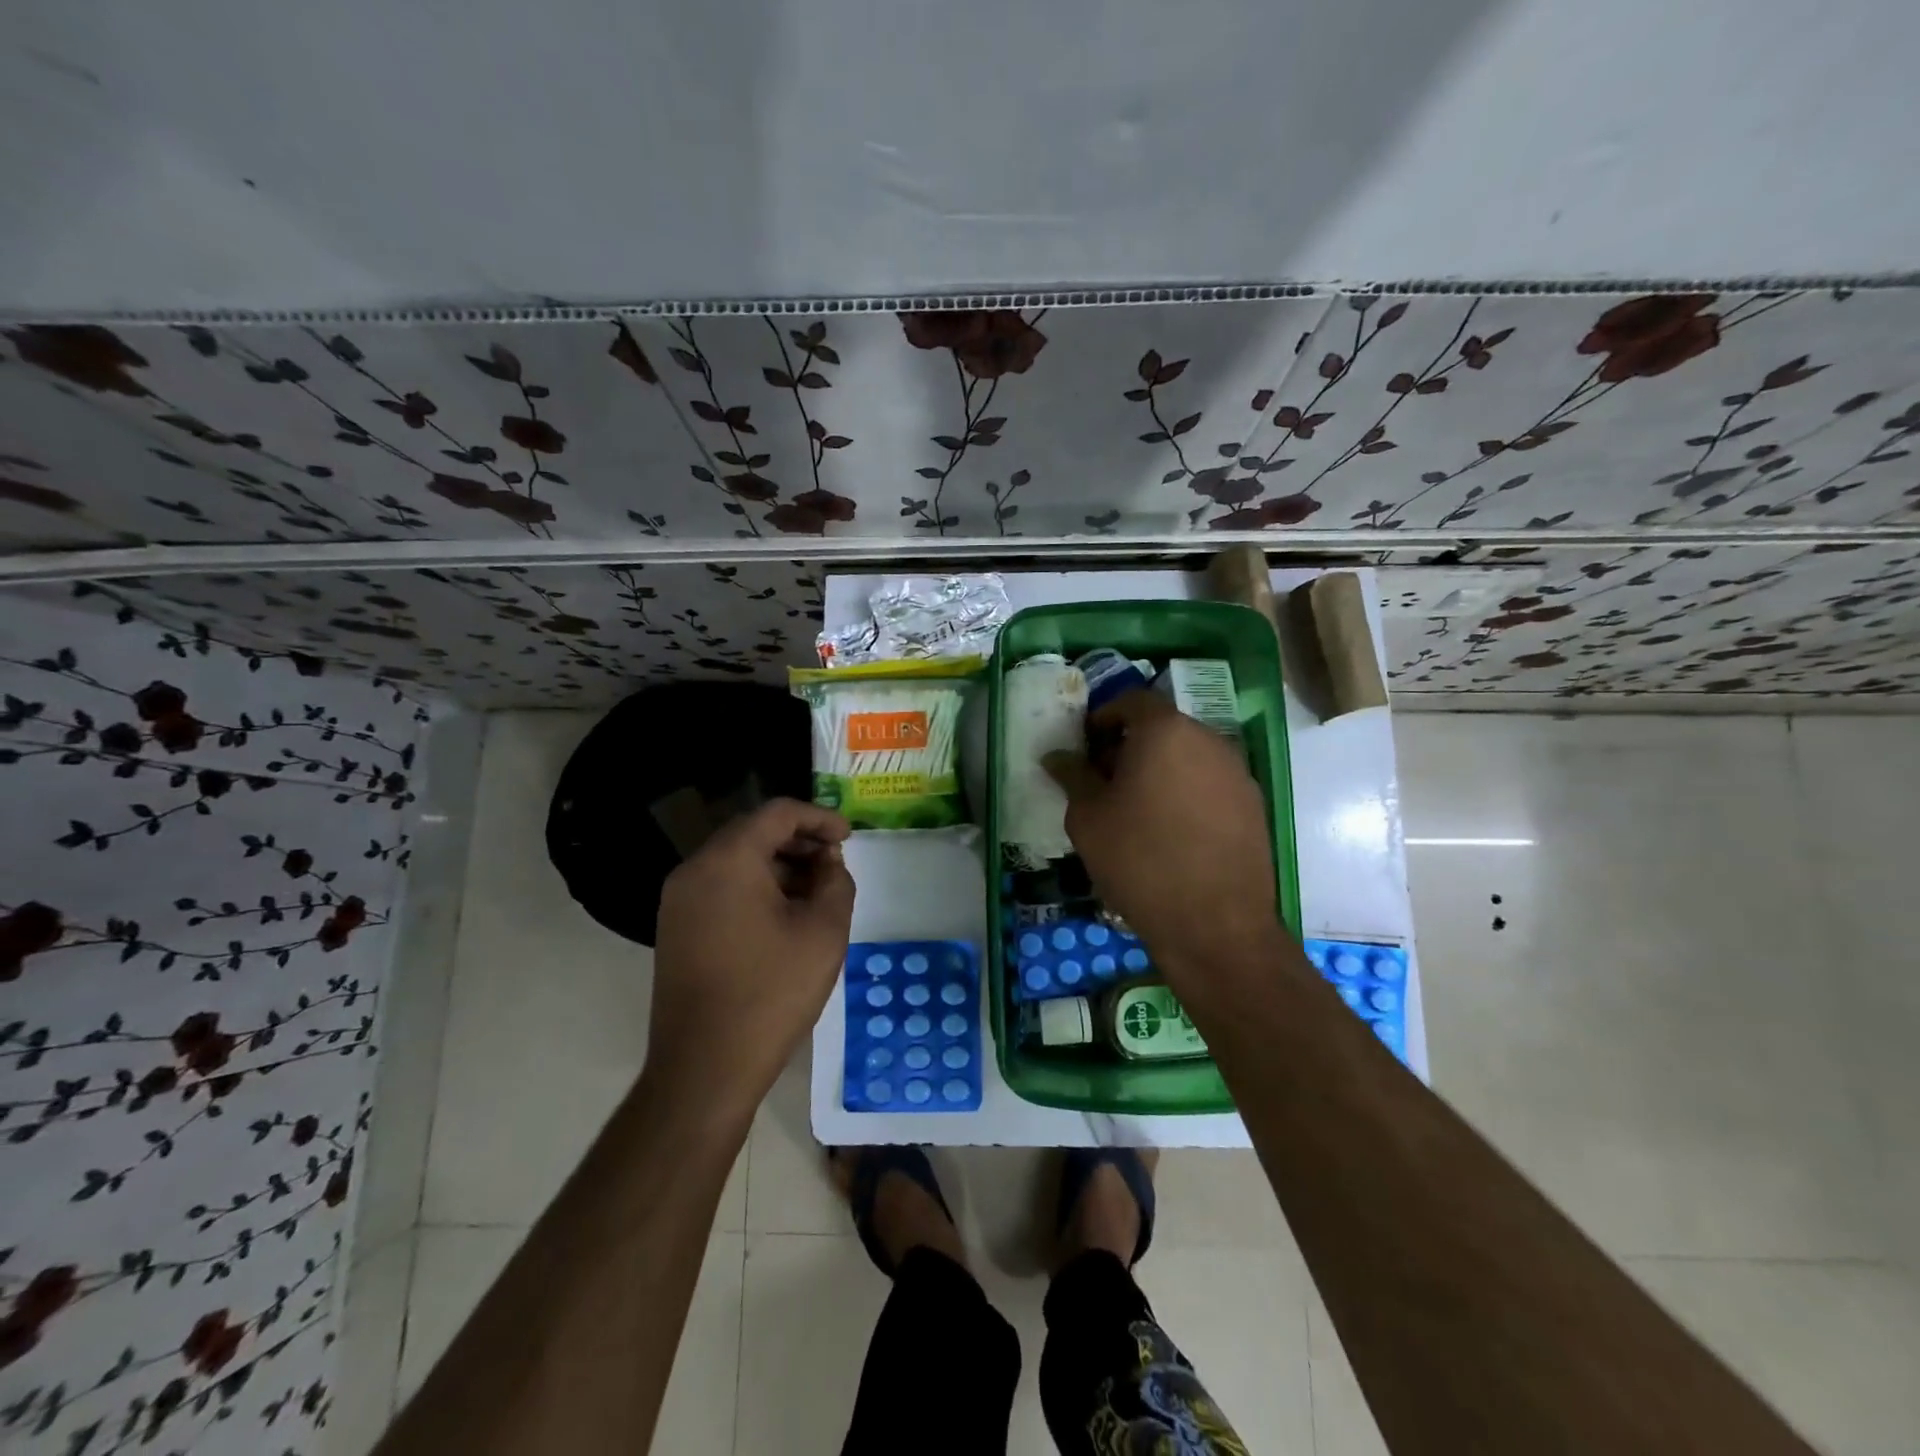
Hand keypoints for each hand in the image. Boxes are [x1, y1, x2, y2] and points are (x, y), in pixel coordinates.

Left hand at [647, 799, 854, 1120]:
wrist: (704, 1068)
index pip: (778, 813)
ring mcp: (678, 900)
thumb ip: (836, 881)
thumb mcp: (824, 931)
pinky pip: (720, 887)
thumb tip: (828, 862)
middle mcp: (694, 869)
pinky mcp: (676, 928)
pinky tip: (784, 915)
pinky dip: (755, 887)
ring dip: (779, 866)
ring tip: (816, 892)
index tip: (848, 836)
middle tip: (835, 863)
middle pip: (753, 832)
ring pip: (736, 861)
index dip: (819, 817)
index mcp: (728, 860)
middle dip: (799, 841)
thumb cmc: (771, 993)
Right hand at [1044, 691, 1282, 987]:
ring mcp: (1237, 773)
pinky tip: (1170, 831)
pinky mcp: (1253, 805)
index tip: (1087, 746)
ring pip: (1189, 756)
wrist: (1214, 924)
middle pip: (1163, 727)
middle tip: (1105, 780)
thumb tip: (1058, 756)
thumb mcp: (1088, 818)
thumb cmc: (1139, 860)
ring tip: (1136, 809)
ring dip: (1160, 769)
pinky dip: (1187, 792)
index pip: (1132, 700)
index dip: (1105, 717)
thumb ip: (1073, 776)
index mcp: (1165, 731)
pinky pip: (1210, 783)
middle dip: (1131, 745)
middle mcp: (1208, 740)